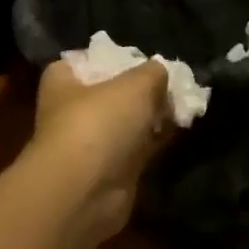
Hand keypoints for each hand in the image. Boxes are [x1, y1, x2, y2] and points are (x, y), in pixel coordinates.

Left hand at [32, 59, 172, 243]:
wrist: (85, 192)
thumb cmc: (99, 123)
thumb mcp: (136, 83)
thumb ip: (154, 72)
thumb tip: (161, 73)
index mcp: (63, 81)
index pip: (85, 60)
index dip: (114, 57)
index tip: (142, 59)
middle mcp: (71, 110)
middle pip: (112, 91)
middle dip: (142, 88)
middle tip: (173, 82)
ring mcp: (91, 143)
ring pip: (127, 121)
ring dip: (152, 115)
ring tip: (184, 103)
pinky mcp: (110, 170)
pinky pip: (138, 147)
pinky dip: (157, 139)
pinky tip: (180, 128)